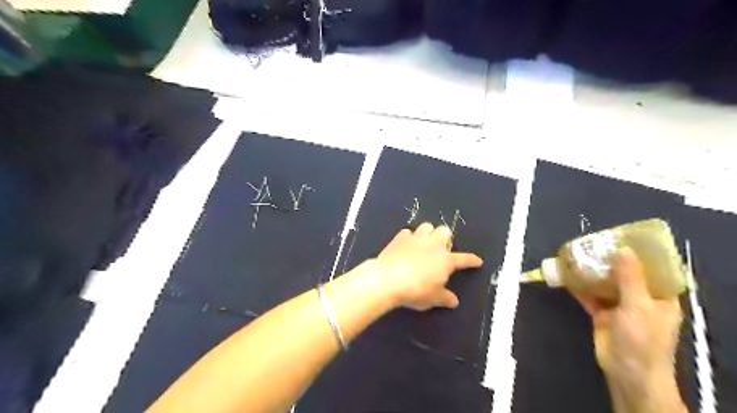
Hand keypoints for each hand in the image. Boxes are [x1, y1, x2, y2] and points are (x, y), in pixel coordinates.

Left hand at [375, 225, 484, 311]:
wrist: (388, 279)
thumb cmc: (415, 291)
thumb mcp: (433, 299)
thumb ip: (445, 298)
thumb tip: (454, 301)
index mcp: (446, 260)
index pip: (463, 259)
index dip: (471, 260)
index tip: (477, 261)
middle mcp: (433, 245)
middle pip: (445, 231)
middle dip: (445, 238)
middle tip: (441, 249)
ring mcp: (416, 238)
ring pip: (427, 226)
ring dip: (428, 233)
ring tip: (424, 243)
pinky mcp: (400, 237)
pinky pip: (408, 232)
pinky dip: (409, 237)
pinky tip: (406, 245)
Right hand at [569, 246, 684, 410]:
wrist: (626, 371)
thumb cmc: (642, 339)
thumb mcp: (639, 306)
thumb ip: (630, 278)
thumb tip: (624, 249)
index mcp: (660, 297)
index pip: (655, 270)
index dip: (643, 254)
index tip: (626, 238)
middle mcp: (641, 299)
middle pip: (626, 274)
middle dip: (611, 260)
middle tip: (596, 243)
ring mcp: (620, 307)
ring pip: (606, 284)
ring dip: (593, 272)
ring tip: (580, 254)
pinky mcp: (602, 314)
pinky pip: (590, 296)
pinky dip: (580, 287)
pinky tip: (567, 275)